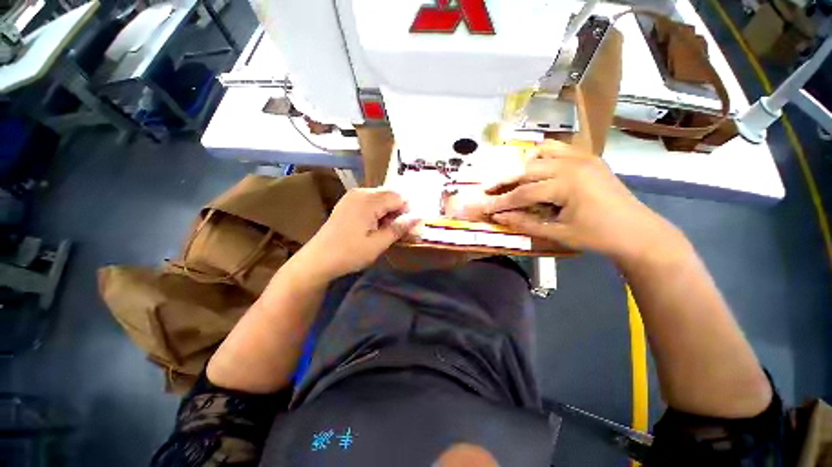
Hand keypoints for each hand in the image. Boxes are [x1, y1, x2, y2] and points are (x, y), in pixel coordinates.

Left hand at [298, 188, 418, 280]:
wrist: (318, 259)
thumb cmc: (349, 253)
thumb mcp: (378, 244)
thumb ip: (400, 228)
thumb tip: (420, 217)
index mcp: (369, 201)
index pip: (399, 197)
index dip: (407, 211)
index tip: (407, 228)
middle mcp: (361, 192)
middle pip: (390, 194)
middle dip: (398, 210)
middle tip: (396, 231)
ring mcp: (352, 196)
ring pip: (381, 197)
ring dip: (388, 211)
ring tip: (385, 230)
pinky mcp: (348, 202)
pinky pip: (370, 200)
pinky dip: (378, 211)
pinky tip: (374, 226)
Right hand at [484, 141, 677, 261]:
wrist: (637, 231)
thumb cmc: (597, 236)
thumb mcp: (557, 232)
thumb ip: (524, 222)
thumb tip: (499, 217)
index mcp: (567, 184)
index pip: (523, 192)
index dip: (501, 201)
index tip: (484, 206)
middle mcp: (572, 164)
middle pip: (526, 169)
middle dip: (503, 180)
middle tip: (487, 189)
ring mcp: (582, 157)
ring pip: (540, 153)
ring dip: (521, 165)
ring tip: (509, 178)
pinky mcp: (588, 157)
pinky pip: (558, 148)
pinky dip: (541, 155)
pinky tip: (534, 166)